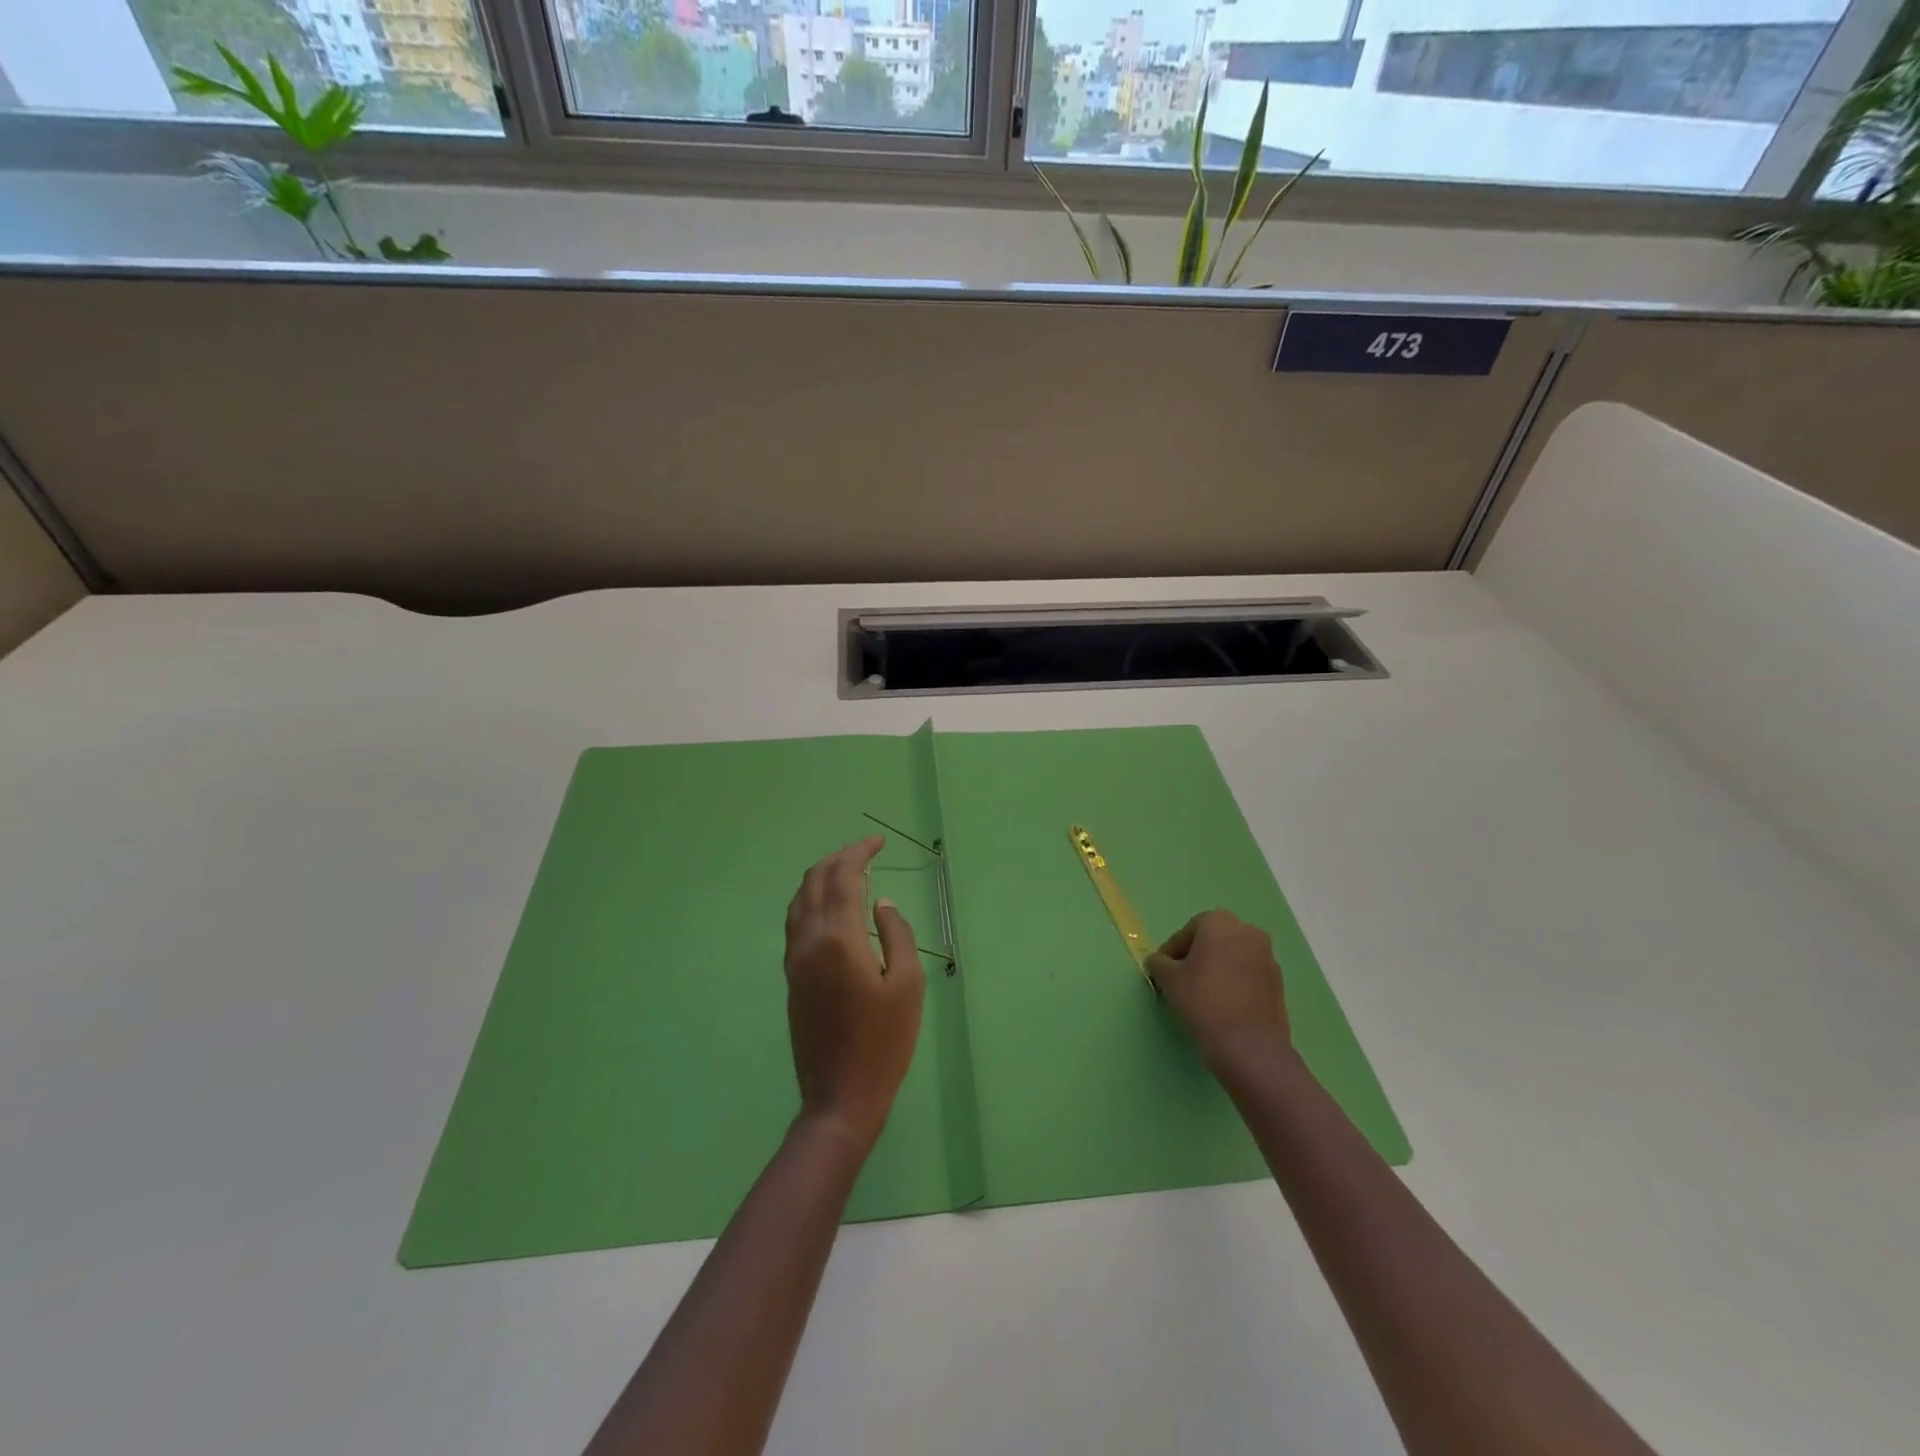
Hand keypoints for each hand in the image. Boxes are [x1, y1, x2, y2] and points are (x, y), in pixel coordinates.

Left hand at [783, 836, 925, 1152]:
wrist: (840, 1096)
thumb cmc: (885, 1042)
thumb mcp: (907, 985)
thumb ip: (897, 934)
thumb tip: (882, 903)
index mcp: (838, 938)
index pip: (843, 877)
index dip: (859, 852)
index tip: (878, 841)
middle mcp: (808, 940)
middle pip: (814, 881)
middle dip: (838, 858)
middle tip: (865, 851)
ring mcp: (795, 959)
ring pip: (799, 900)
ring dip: (820, 877)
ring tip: (847, 870)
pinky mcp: (792, 977)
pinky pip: (795, 922)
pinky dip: (810, 900)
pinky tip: (828, 906)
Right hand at [1147, 910, 1291, 1073]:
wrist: (1249, 1046)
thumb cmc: (1203, 1001)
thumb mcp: (1169, 980)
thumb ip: (1159, 963)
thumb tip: (1159, 962)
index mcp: (1220, 922)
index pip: (1187, 932)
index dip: (1171, 952)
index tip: (1161, 972)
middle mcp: (1248, 932)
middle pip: (1213, 941)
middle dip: (1196, 957)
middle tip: (1180, 981)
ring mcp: (1268, 958)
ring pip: (1232, 958)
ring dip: (1216, 970)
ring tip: (1201, 996)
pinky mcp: (1278, 984)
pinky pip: (1248, 977)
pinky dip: (1234, 984)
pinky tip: (1222, 1006)